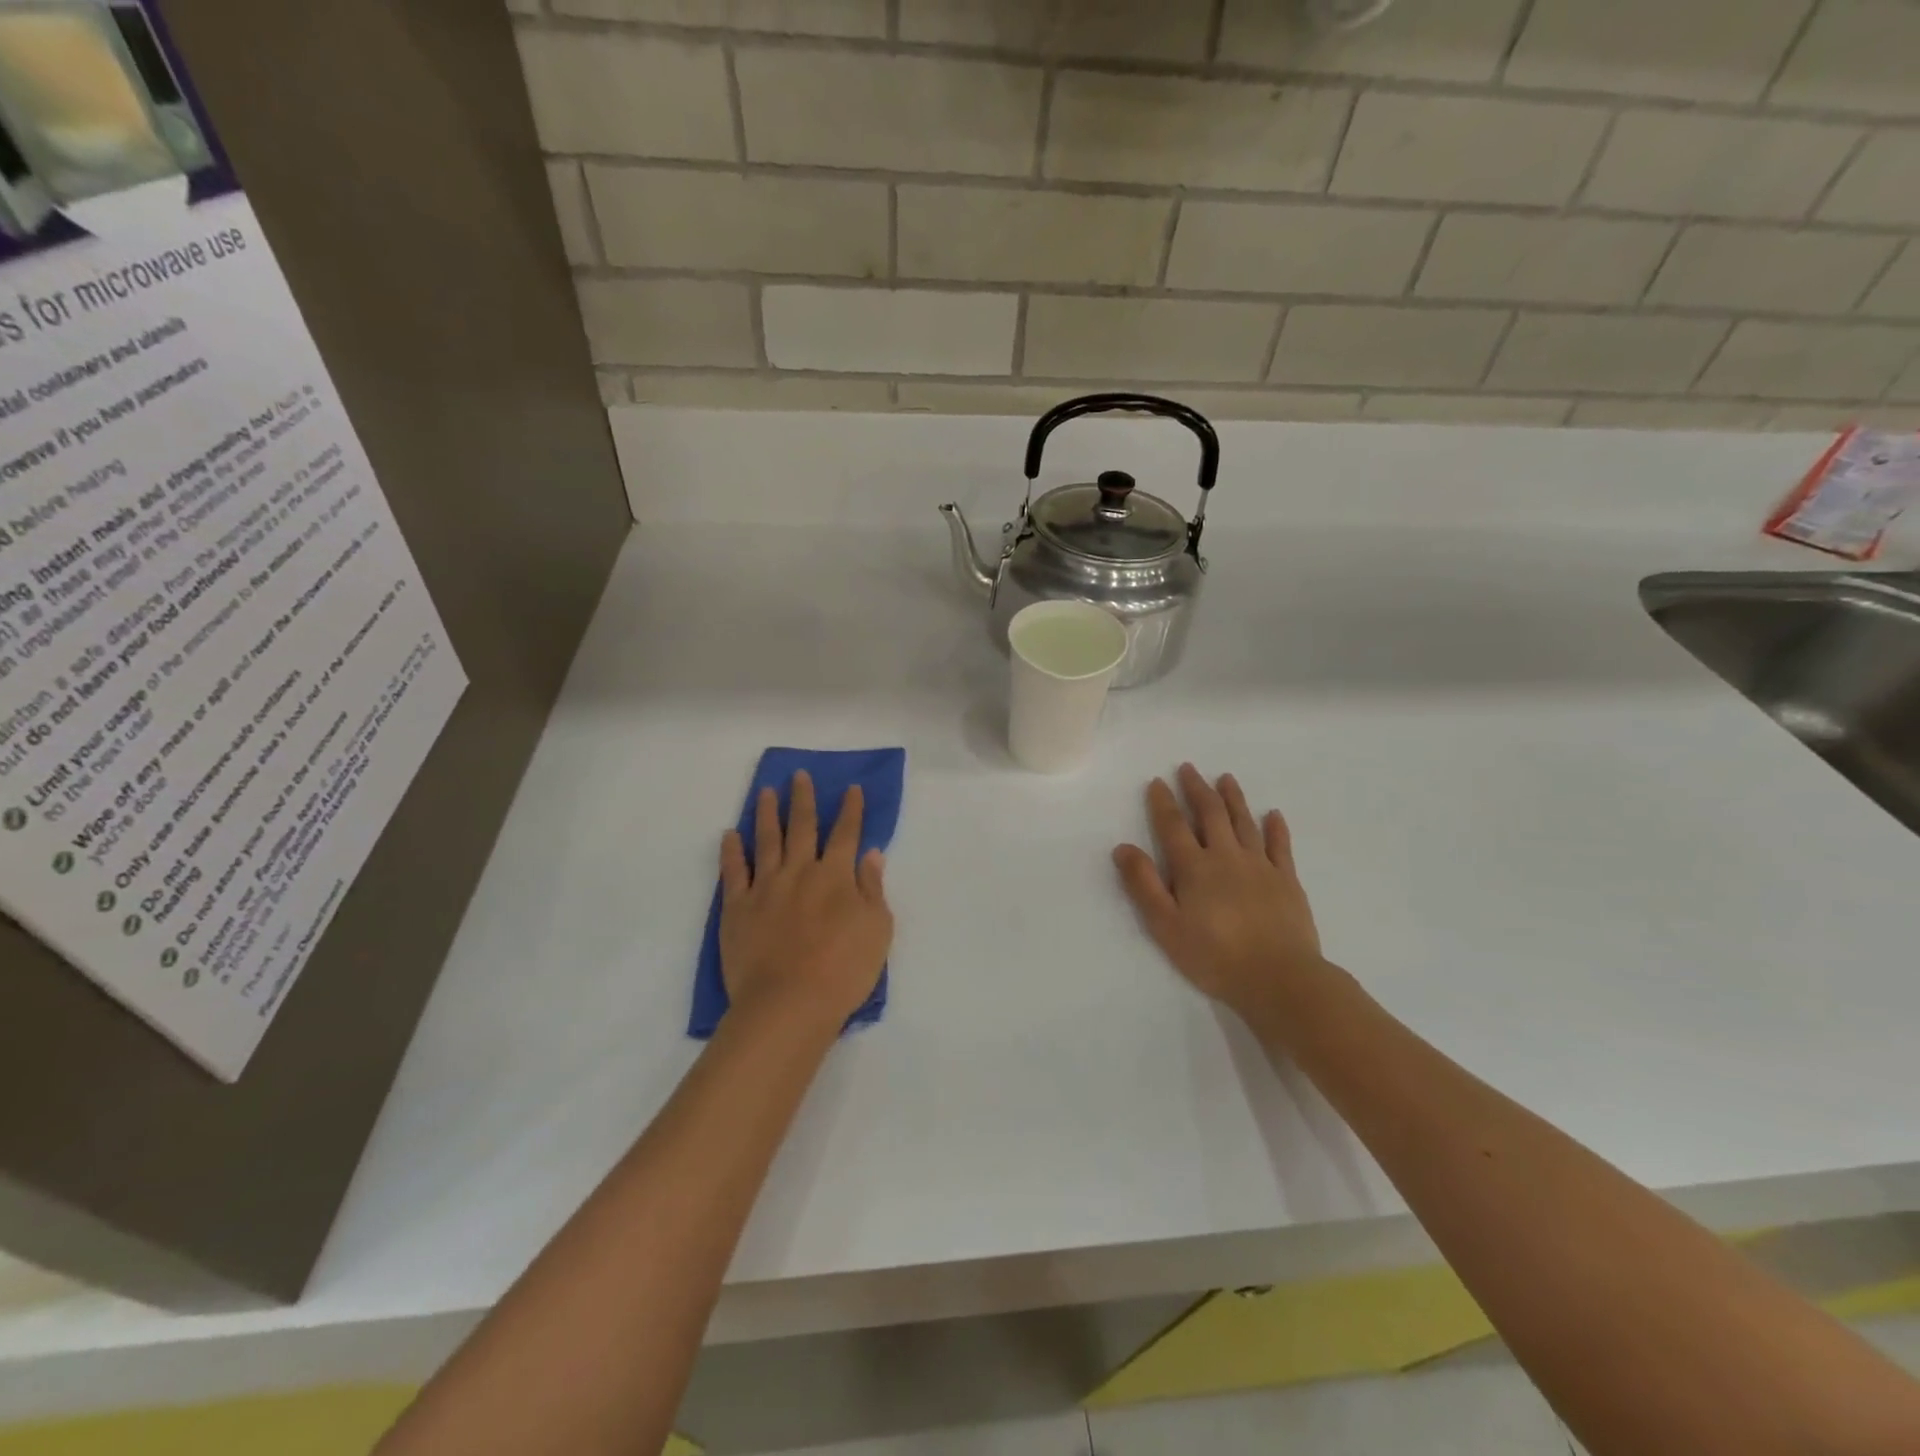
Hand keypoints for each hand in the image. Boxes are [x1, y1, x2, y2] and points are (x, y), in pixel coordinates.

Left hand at [719, 771, 892, 1032]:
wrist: (789, 1003)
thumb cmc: (844, 970)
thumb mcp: (877, 929)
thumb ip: (872, 889)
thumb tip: (871, 854)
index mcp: (836, 876)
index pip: (846, 834)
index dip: (850, 810)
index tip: (851, 788)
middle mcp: (800, 872)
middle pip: (802, 827)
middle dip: (803, 799)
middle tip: (799, 775)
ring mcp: (765, 888)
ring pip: (767, 840)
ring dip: (767, 813)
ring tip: (766, 791)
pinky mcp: (737, 908)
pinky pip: (733, 872)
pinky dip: (732, 851)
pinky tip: (730, 835)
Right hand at [1113, 764, 1326, 1020]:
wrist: (1279, 978)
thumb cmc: (1214, 956)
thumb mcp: (1166, 926)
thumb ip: (1144, 885)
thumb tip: (1123, 848)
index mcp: (1194, 868)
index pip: (1173, 826)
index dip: (1163, 802)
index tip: (1157, 781)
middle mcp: (1226, 857)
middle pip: (1210, 814)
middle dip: (1197, 790)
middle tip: (1189, 769)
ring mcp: (1260, 866)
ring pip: (1244, 822)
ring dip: (1233, 798)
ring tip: (1226, 778)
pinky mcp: (1286, 880)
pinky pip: (1280, 846)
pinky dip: (1276, 827)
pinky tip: (1274, 814)